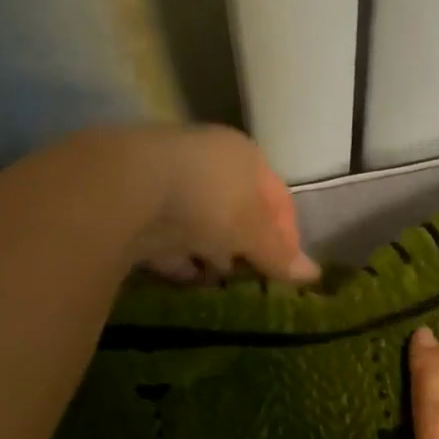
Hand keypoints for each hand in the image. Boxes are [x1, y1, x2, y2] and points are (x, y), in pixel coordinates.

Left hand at [102, 124, 319, 283]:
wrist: (126, 187)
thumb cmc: (208, 201)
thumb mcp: (253, 231)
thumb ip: (279, 253)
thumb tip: (313, 274)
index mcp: (245, 156)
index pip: (278, 197)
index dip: (287, 235)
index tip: (288, 269)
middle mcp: (208, 160)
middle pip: (237, 208)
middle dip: (246, 244)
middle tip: (252, 277)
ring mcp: (169, 179)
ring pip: (200, 221)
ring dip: (210, 251)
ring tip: (217, 282)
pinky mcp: (135, 202)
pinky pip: (166, 236)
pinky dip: (177, 257)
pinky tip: (183, 278)